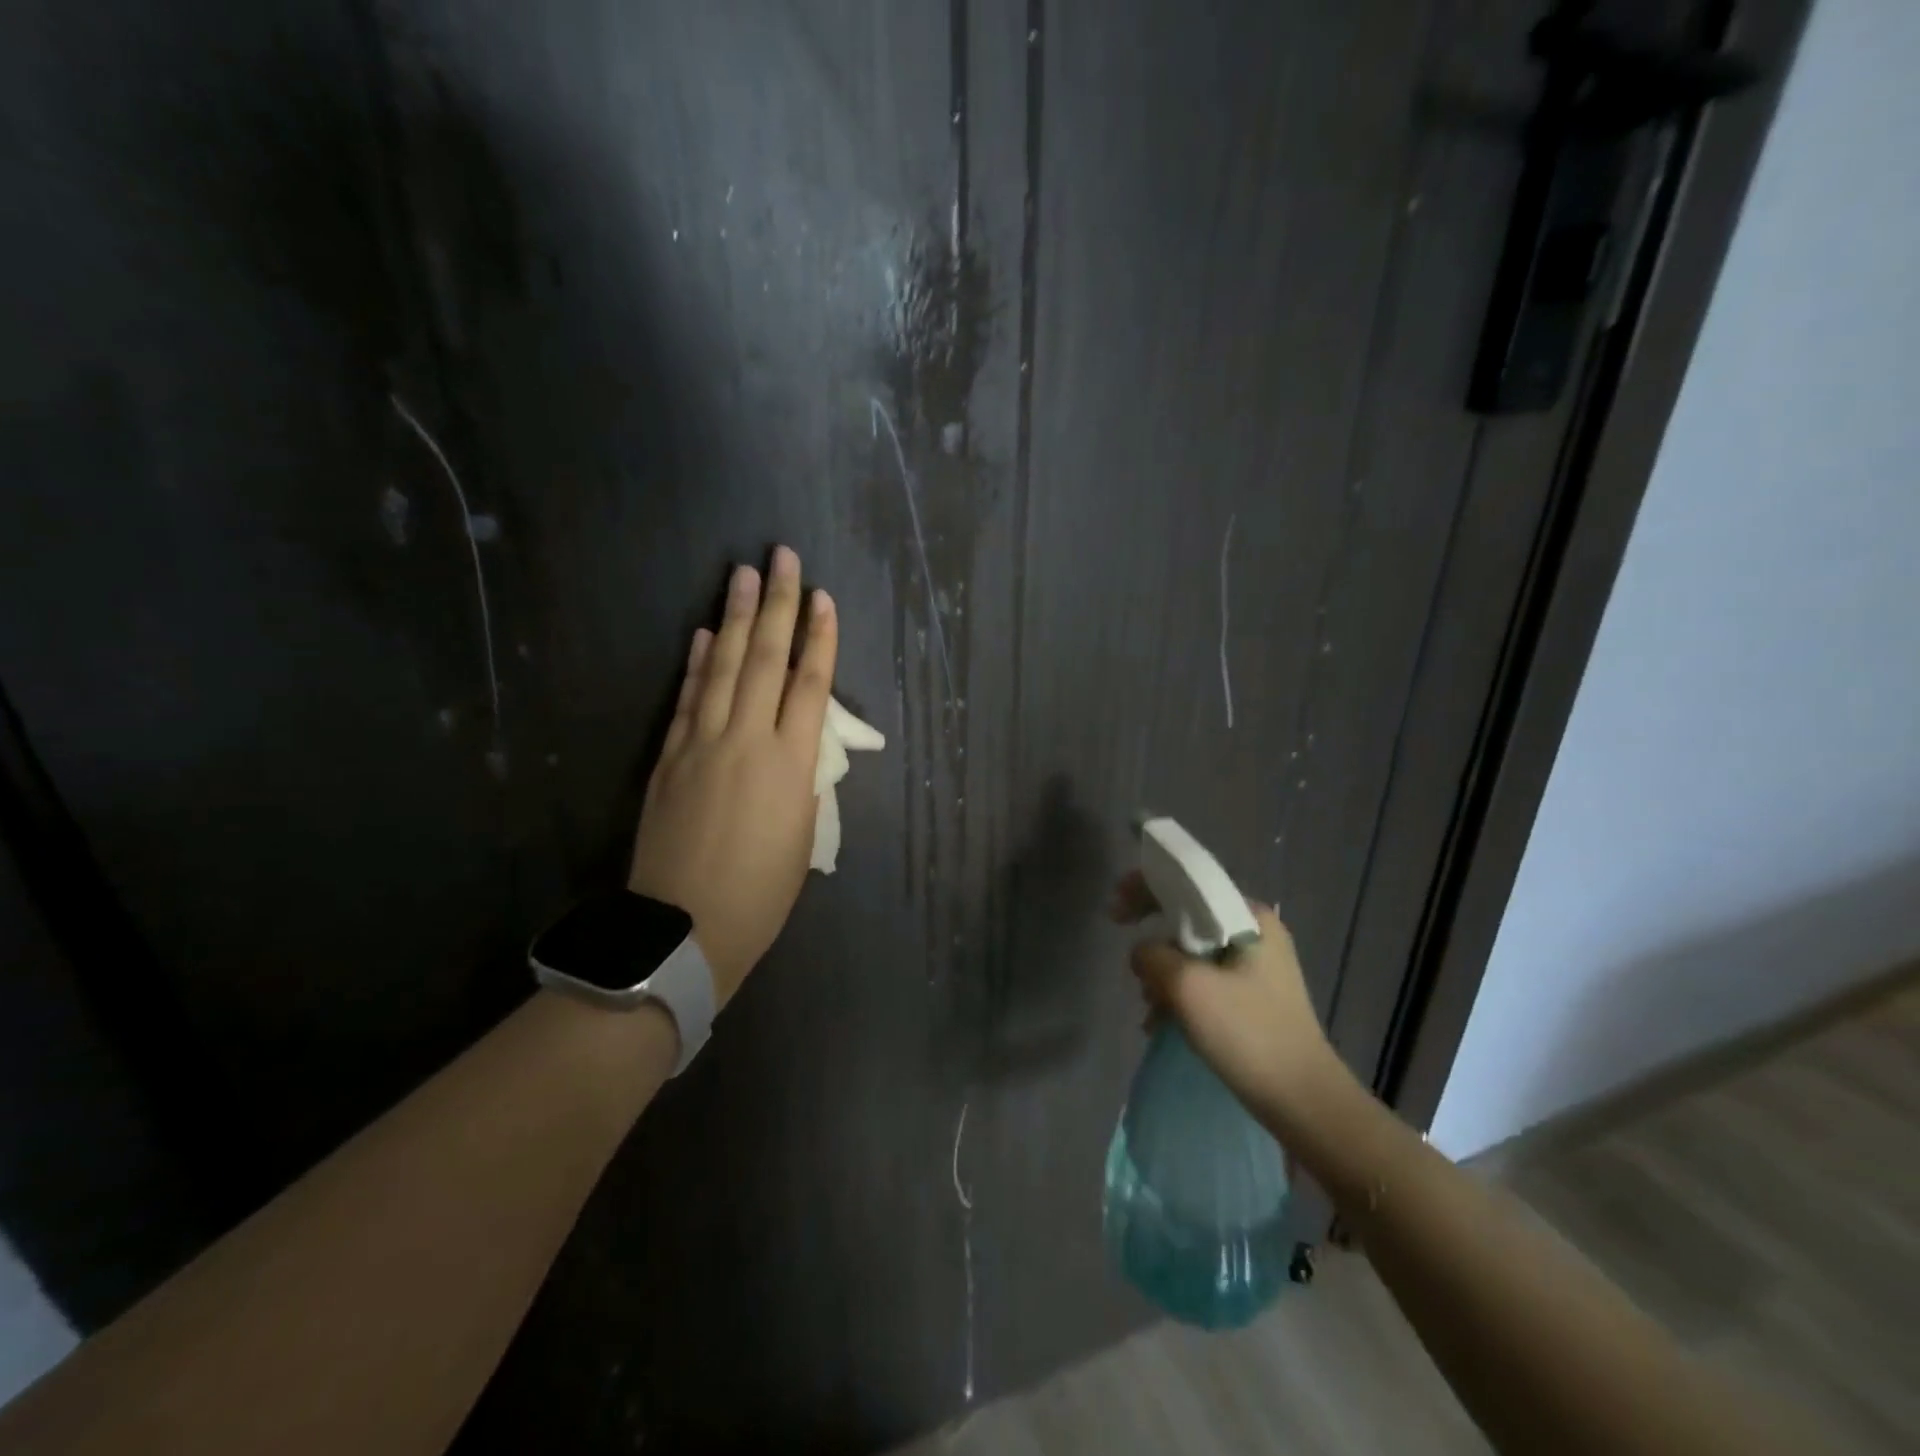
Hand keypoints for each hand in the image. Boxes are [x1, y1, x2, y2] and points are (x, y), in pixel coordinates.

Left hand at [628, 546, 836, 1006]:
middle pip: (766, 659)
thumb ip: (802, 778)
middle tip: (782, 556)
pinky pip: (687, 698)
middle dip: (777, 604)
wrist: (686, 929)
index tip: (823, 597)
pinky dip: (696, 664)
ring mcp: (702, 743)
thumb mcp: (802, 833)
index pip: (810, 684)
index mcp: (791, 763)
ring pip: (723, 667)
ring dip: (734, 617)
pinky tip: (703, 635)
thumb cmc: (762, 892)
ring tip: (743, 574)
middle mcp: (747, 739)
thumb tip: (796, 744)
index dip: (819, 637)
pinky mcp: (669, 757)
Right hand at [1110, 872, 1347, 1130]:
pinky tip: (1161, 1022)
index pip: (1188, 882)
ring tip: (1147, 1006)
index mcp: (1249, 916)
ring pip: (1193, 951)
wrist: (1303, 1101)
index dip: (1144, 887)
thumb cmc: (1247, 1033)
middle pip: (1188, 917)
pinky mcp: (1253, 995)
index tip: (1114, 911)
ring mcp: (1257, 965)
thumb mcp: (1188, 987)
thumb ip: (1152, 955)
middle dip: (1153, 939)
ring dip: (1163, 973)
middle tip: (1129, 962)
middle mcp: (1256, 931)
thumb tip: (1141, 953)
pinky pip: (1204, 978)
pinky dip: (1179, 993)